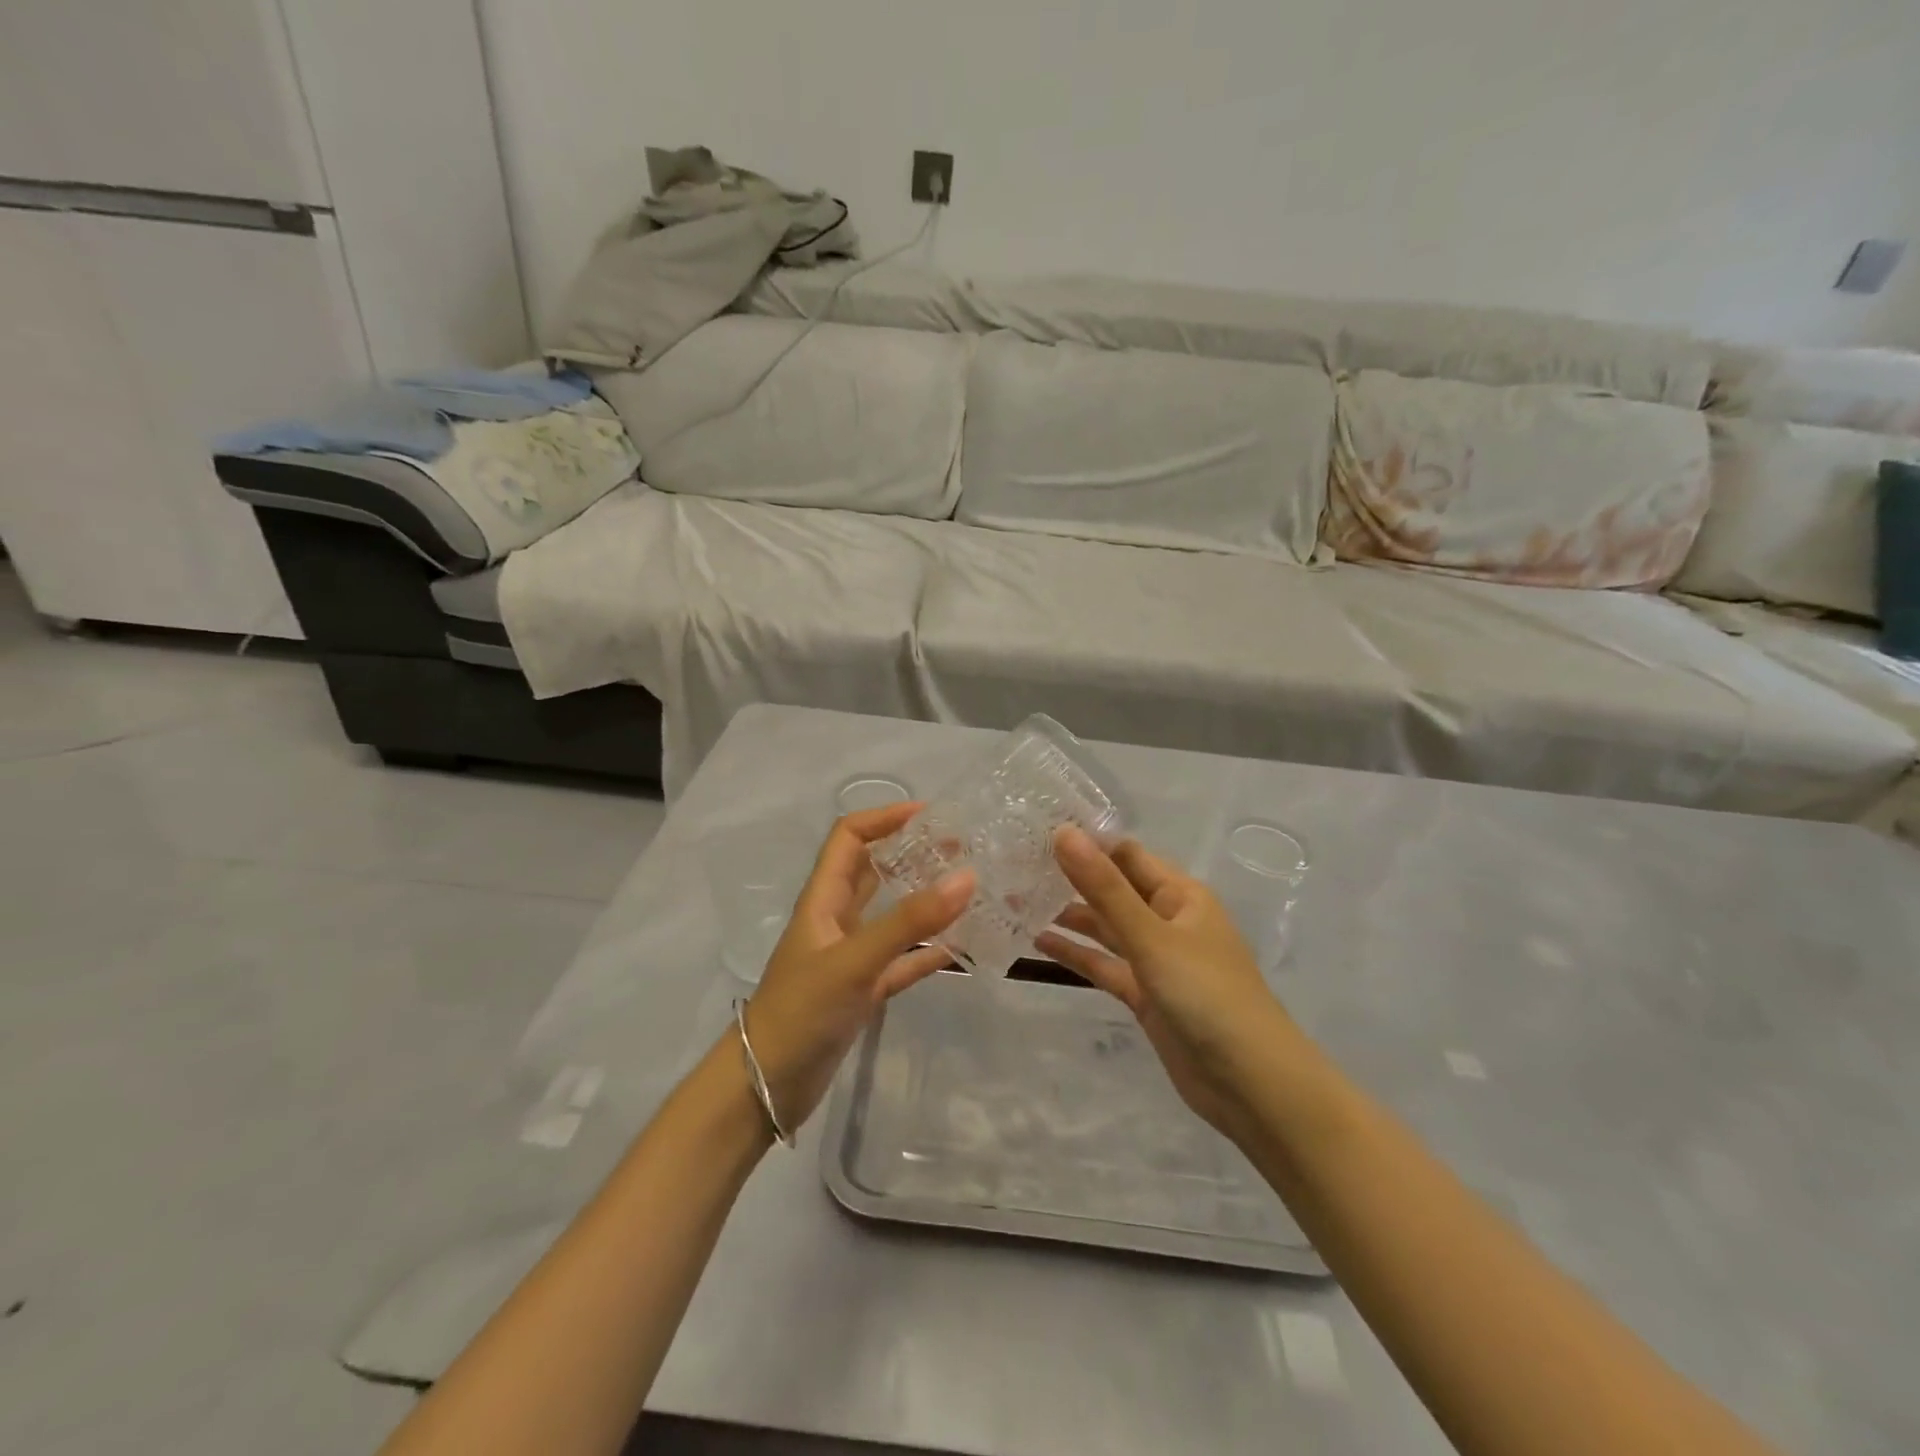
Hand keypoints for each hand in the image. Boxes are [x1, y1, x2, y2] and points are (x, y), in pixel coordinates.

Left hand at [742, 803, 973, 1131]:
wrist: (764, 1086)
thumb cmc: (801, 1011)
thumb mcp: (855, 960)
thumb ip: (909, 922)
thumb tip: (966, 876)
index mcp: (824, 899)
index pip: (850, 837)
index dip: (884, 818)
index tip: (930, 815)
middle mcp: (836, 919)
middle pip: (874, 871)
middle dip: (912, 853)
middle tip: (961, 849)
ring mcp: (850, 956)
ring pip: (891, 915)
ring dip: (924, 900)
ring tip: (968, 889)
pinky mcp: (862, 990)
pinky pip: (901, 962)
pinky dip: (927, 953)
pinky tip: (962, 948)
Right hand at [1035, 827, 1297, 1139]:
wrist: (1251, 1083)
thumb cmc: (1206, 995)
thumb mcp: (1151, 936)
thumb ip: (1104, 888)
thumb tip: (1064, 833)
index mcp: (1179, 894)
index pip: (1125, 854)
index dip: (1085, 841)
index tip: (1034, 831)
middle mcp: (1167, 919)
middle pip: (1112, 889)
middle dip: (1069, 878)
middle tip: (1014, 865)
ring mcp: (1156, 959)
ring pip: (1105, 927)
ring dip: (1068, 915)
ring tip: (1016, 900)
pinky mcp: (1145, 994)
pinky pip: (1105, 965)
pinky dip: (1077, 954)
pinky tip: (1039, 943)